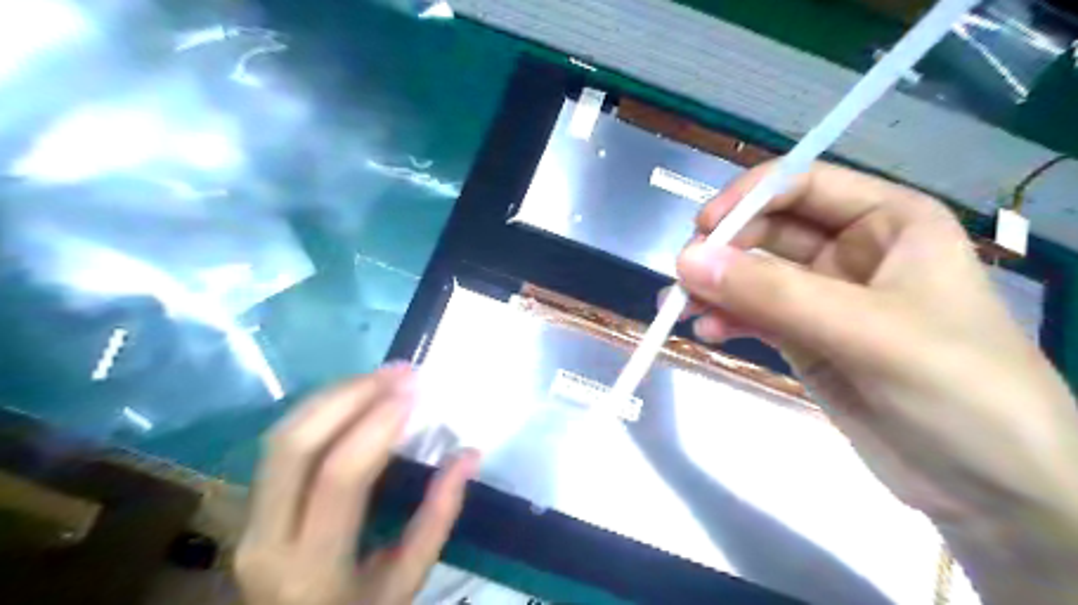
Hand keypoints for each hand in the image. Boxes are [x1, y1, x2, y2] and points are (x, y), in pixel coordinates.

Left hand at [237, 364, 479, 604]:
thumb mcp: (406, 581)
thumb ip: (438, 515)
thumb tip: (469, 453)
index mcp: (313, 567)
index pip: (340, 477)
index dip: (378, 425)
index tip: (414, 392)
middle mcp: (267, 538)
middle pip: (296, 444)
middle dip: (351, 396)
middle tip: (400, 373)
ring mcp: (248, 519)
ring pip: (282, 435)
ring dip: (335, 395)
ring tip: (383, 376)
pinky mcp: (250, 504)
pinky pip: (281, 442)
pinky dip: (321, 410)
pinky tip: (355, 396)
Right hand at [677, 163, 1077, 603]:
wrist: (991, 489)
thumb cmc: (957, 389)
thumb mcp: (867, 332)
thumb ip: (773, 294)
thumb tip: (686, 259)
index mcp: (888, 222)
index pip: (802, 185)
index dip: (748, 198)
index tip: (701, 229)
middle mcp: (852, 251)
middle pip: (768, 230)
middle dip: (723, 251)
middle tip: (683, 278)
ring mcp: (824, 298)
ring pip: (753, 275)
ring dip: (715, 288)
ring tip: (679, 309)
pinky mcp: (805, 338)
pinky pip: (753, 315)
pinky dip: (726, 319)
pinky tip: (707, 332)